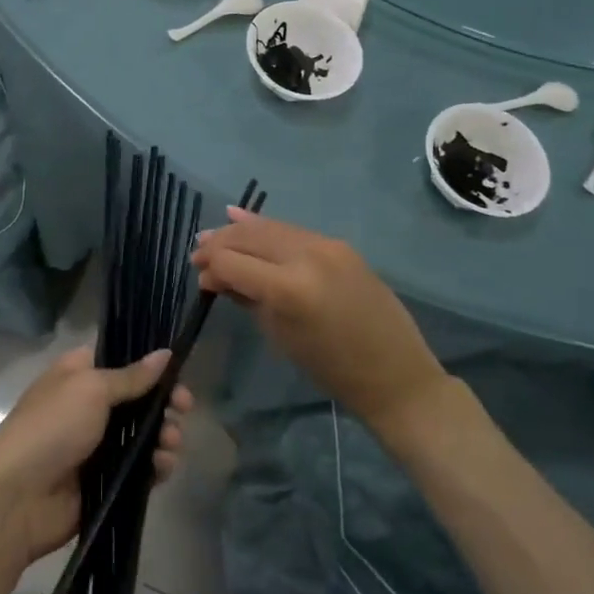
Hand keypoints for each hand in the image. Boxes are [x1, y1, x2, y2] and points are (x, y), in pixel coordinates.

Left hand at [0, 346, 191, 569]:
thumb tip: (165, 353)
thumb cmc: (51, 427)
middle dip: (164, 404)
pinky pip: (140, 469)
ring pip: (144, 436)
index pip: (122, 361)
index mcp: (79, 375)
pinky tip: (162, 468)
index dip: (151, 366)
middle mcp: (90, 407)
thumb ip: (132, 376)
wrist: (16, 497)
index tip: (177, 373)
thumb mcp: (92, 389)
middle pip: (139, 400)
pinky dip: (155, 467)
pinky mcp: (105, 482)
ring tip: (170, 444)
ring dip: (164, 436)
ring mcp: (98, 446)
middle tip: (183, 409)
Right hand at [191, 208, 446, 435]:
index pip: (232, 261)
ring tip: (215, 237)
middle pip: (248, 236)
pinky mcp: (339, 243)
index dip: (210, 266)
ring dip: (240, 231)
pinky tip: (243, 220)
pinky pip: (293, 230)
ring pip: (270, 227)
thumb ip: (246, 297)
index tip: (199, 277)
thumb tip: (217, 276)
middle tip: (198, 254)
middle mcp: (306, 255)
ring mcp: (326, 245)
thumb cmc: (331, 368)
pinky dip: (267, 228)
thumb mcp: (279, 335)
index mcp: (288, 288)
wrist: (394, 372)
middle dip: (219, 242)